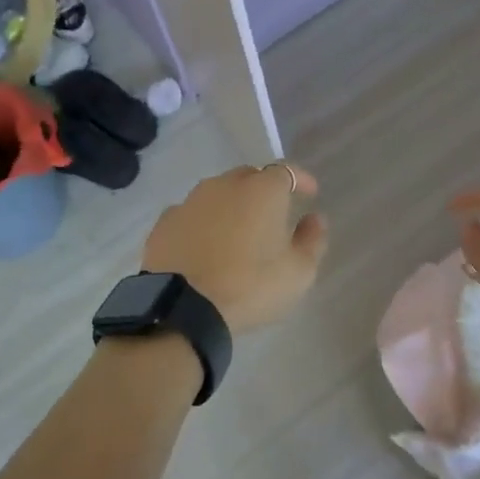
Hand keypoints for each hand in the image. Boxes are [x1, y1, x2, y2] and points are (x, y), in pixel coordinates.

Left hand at [143, 163, 327, 332]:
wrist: (183, 307)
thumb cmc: (250, 286)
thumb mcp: (298, 272)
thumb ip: (312, 240)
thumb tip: (314, 219)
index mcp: (262, 190)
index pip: (287, 171)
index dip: (300, 180)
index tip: (310, 193)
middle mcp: (224, 185)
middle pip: (249, 177)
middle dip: (264, 190)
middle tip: (273, 215)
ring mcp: (190, 201)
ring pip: (218, 193)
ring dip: (231, 206)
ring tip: (238, 231)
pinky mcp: (165, 222)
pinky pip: (192, 214)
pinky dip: (203, 223)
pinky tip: (205, 245)